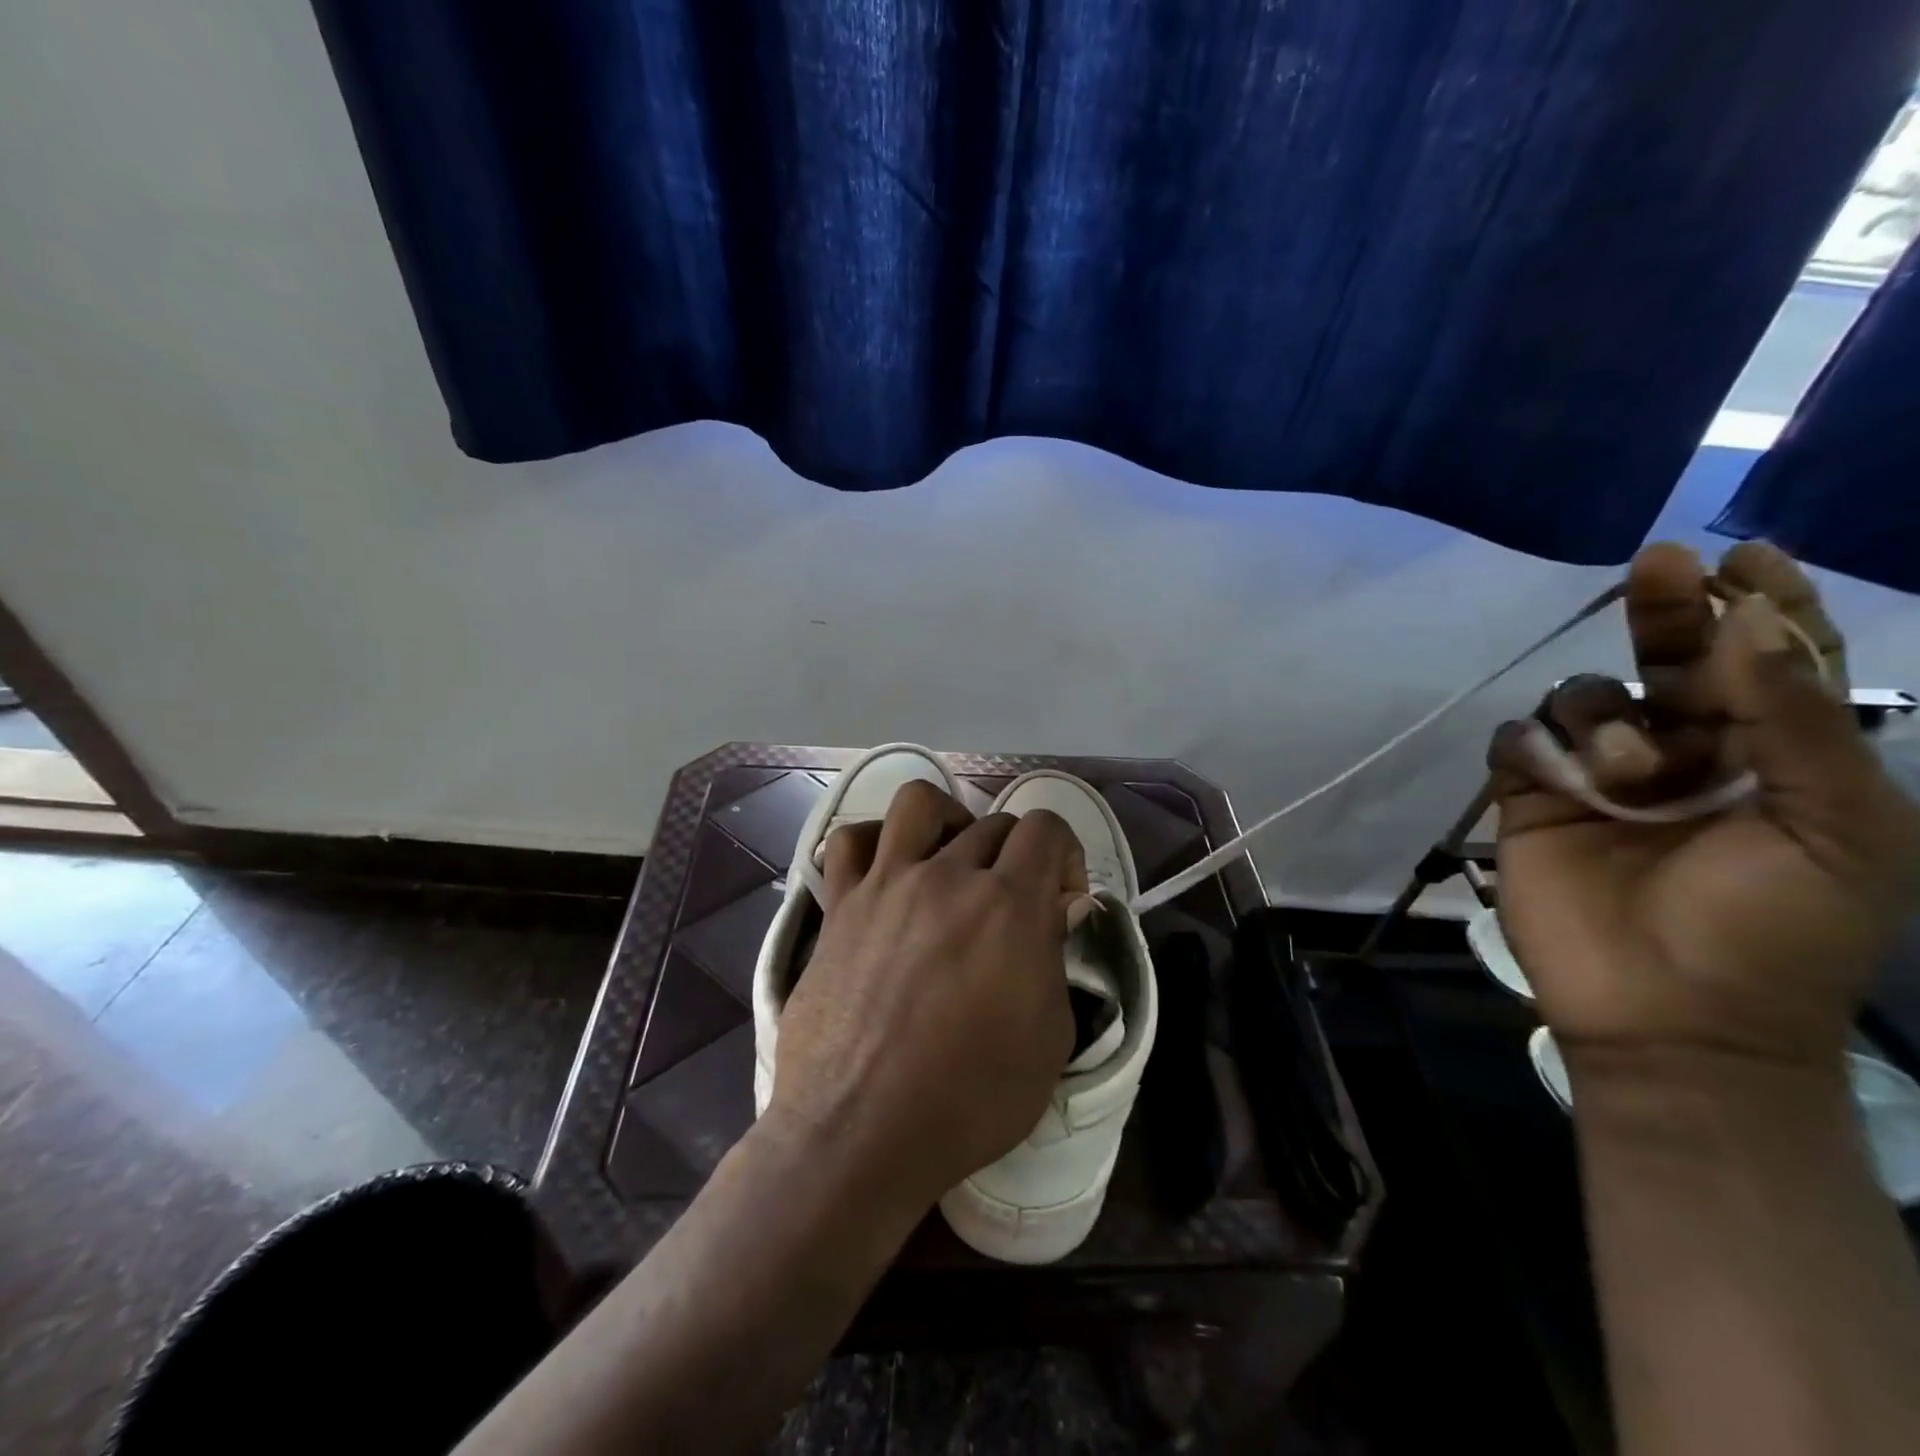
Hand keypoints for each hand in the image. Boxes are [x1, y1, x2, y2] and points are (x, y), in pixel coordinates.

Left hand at [765, 779, 1086, 1214]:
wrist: (861, 1133)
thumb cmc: (969, 1100)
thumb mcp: (1048, 1039)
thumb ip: (1054, 958)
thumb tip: (1053, 909)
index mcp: (1009, 905)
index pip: (1046, 828)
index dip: (1065, 854)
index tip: (1061, 899)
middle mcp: (948, 876)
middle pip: (992, 823)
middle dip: (1015, 856)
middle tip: (1009, 904)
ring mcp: (886, 883)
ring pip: (918, 803)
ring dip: (947, 821)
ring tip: (949, 861)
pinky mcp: (839, 904)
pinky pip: (849, 841)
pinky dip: (873, 842)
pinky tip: (885, 871)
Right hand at [1490, 542, 1919, 1069]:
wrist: (1673, 1017)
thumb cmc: (1775, 930)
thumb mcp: (1837, 829)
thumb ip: (1802, 724)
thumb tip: (1747, 626)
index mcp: (1775, 756)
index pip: (1770, 662)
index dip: (1760, 604)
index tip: (1745, 554)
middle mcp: (1686, 752)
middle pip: (1667, 659)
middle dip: (1665, 609)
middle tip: (1661, 561)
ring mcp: (1600, 776)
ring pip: (1584, 697)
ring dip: (1606, 718)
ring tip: (1633, 775)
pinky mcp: (1532, 799)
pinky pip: (1520, 741)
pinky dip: (1537, 746)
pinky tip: (1562, 777)